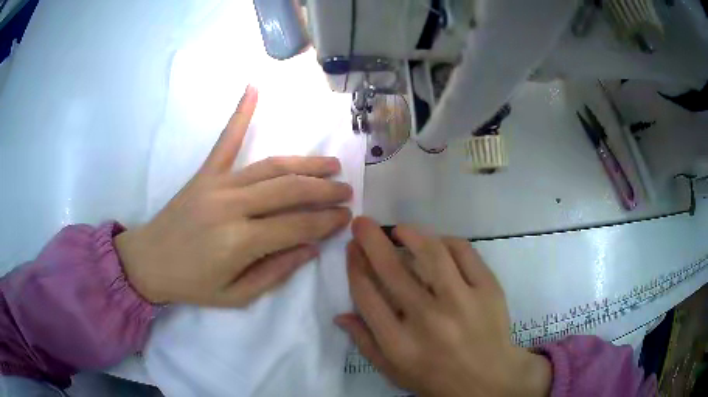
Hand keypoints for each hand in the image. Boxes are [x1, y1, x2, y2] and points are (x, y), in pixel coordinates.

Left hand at [115, 86, 352, 306]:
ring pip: (271, 166)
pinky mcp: (205, 174)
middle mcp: (233, 207)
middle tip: (347, 191)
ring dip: (305, 163)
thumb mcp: (237, 296)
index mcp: (242, 242)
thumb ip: (276, 272)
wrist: (148, 262)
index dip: (326, 222)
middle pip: (290, 191)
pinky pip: (226, 140)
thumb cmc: (192, 285)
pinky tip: (253, 88)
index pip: (298, 226)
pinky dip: (240, 113)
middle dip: (325, 190)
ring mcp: (218, 184)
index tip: (346, 218)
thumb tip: (311, 248)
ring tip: (331, 164)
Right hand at [335, 217, 550, 396]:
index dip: (355, 266)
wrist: (488, 380)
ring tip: (399, 229)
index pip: (367, 296)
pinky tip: (436, 243)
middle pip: (392, 270)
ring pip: (431, 254)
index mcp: (399, 343)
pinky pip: (464, 252)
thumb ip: (365, 343)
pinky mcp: (488, 289)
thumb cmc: (436, 378)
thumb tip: (340, 315)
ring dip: (410, 234)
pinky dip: (446, 241)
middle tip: (363, 223)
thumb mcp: (393, 371)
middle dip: (371, 240)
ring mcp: (461, 301)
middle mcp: (427, 319)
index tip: (352, 249)